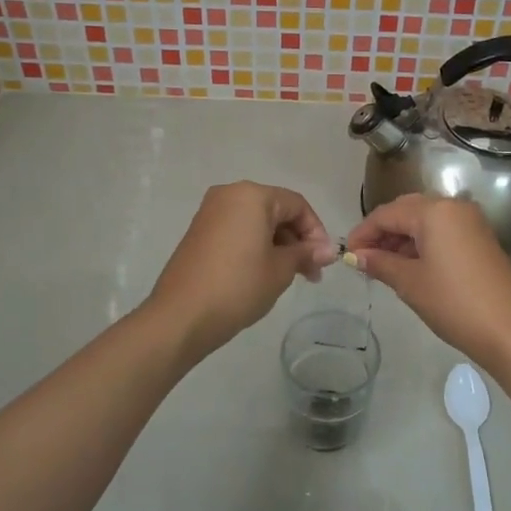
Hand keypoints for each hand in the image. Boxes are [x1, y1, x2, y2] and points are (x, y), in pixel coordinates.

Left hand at [146, 182, 337, 355]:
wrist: (182, 316)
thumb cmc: (239, 286)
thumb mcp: (281, 269)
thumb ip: (306, 253)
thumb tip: (327, 251)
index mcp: (252, 195)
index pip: (297, 205)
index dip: (316, 232)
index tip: (324, 261)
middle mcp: (229, 195)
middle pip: (276, 210)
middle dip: (298, 240)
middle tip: (311, 273)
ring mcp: (210, 213)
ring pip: (257, 222)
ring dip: (278, 245)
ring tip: (291, 277)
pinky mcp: (199, 232)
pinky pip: (237, 231)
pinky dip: (256, 246)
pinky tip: (264, 273)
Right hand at [346, 195, 510, 369]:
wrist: (510, 330)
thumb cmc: (454, 303)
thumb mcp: (410, 283)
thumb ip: (379, 263)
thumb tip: (355, 256)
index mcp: (435, 211)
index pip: (387, 213)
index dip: (363, 232)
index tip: (346, 254)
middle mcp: (454, 207)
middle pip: (407, 211)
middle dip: (382, 232)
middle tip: (362, 258)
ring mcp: (471, 222)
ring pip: (426, 221)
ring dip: (401, 238)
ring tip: (382, 266)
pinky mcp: (481, 239)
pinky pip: (443, 232)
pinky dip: (422, 244)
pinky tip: (409, 266)